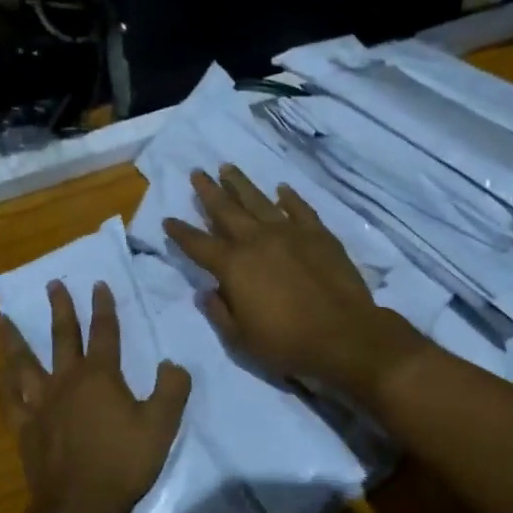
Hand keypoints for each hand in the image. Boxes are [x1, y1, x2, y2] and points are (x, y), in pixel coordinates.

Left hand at [0, 280, 190, 512]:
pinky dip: (3, 384)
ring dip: (15, 338)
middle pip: (62, 336)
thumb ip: (172, 389)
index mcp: (100, 376)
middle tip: (53, 283)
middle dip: (60, 308)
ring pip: (24, 362)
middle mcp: (67, 380)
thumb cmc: (123, 463)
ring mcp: (41, 403)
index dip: (103, 306)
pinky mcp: (24, 427)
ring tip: (3, 317)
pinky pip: (9, 400)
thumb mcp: (161, 425)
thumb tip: (172, 364)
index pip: (104, 332)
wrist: (80, 506)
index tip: (98, 284)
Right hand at [164, 165, 423, 397]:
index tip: (168, 219)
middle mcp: (257, 241)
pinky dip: (289, 198)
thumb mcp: (241, 339)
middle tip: (196, 172)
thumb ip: (219, 312)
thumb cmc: (287, 344)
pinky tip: (281, 189)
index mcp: (233, 266)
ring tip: (227, 168)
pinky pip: (300, 209)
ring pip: (259, 201)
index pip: (198, 244)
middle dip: (208, 192)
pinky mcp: (319, 235)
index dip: (181, 232)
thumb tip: (205, 291)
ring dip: (241, 184)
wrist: (344, 336)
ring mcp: (290, 233)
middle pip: (226, 210)